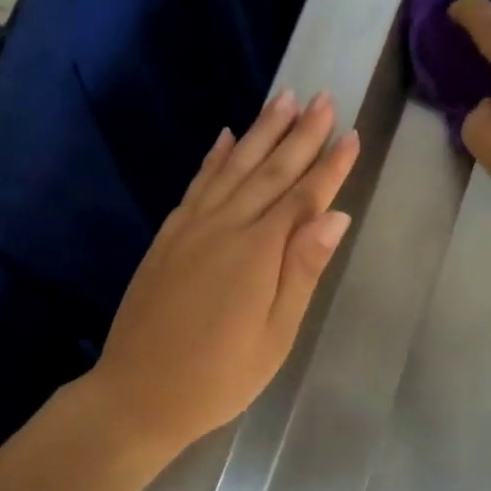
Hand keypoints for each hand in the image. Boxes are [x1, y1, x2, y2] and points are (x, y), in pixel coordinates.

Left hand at [90, 90, 359, 458]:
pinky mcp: (168, 237)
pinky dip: (214, 158)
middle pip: (270, 172)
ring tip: (282, 99)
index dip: (330, 166)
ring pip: (233, 168)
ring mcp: (190, 228)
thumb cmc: (218, 377)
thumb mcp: (274, 336)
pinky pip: (196, 185)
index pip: (303, 197)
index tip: (352, 134)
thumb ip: (302, 271)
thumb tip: (335, 216)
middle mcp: (224, 227)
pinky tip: (226, 137)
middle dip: (300, 134)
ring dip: (260, 132)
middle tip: (322, 98)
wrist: (138, 393)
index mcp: (258, 252)